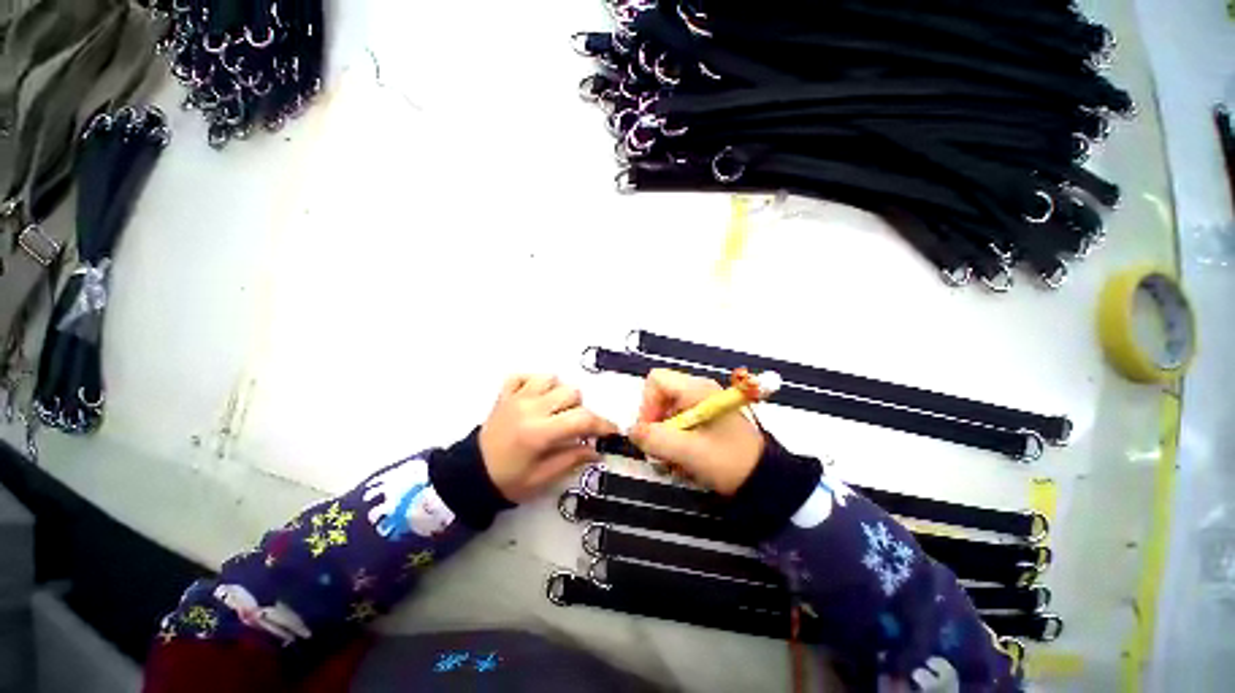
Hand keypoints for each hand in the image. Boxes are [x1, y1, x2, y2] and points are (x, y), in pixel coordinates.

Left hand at [480, 375, 618, 502]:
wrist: (471, 475)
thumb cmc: (509, 480)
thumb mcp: (543, 478)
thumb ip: (572, 459)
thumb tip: (597, 450)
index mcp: (539, 432)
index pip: (581, 419)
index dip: (602, 424)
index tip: (611, 432)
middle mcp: (530, 409)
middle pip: (571, 392)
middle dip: (580, 410)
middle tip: (573, 427)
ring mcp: (516, 398)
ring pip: (551, 378)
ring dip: (559, 392)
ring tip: (554, 410)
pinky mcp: (505, 394)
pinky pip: (523, 375)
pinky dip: (534, 382)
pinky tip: (536, 398)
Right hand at [628, 369, 764, 495]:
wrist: (765, 480)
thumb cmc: (727, 460)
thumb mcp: (688, 451)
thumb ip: (654, 439)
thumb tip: (630, 430)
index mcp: (696, 389)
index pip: (656, 381)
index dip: (646, 404)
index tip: (649, 431)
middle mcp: (699, 390)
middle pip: (661, 397)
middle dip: (655, 424)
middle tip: (659, 450)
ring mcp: (704, 404)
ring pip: (668, 412)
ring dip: (665, 436)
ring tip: (673, 460)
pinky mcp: (708, 418)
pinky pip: (681, 423)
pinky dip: (676, 440)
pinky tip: (684, 460)